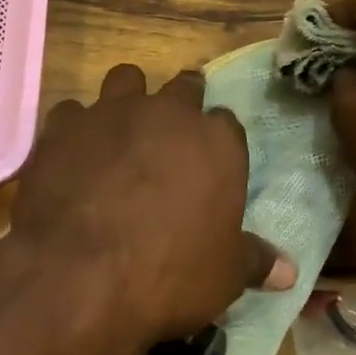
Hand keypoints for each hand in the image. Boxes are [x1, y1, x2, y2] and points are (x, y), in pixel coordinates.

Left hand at [8, 64, 295, 348]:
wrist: (81, 274)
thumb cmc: (169, 273)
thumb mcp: (224, 276)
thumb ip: (255, 261)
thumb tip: (290, 270)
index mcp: (216, 141)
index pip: (227, 122)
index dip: (218, 139)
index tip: (211, 160)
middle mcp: (167, 113)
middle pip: (183, 88)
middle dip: (181, 103)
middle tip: (172, 132)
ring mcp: (113, 112)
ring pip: (126, 78)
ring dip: (127, 98)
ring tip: (121, 129)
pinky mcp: (65, 126)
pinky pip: (71, 112)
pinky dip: (75, 129)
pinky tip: (71, 155)